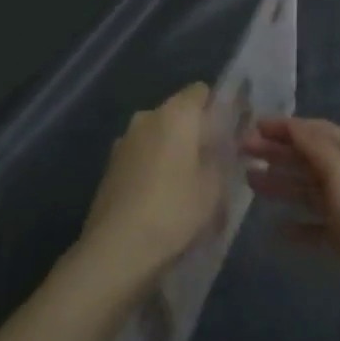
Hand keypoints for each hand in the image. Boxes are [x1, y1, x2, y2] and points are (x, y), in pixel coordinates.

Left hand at [73, 83, 222, 295]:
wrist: (117, 249)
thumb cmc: (174, 210)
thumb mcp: (214, 188)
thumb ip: (222, 158)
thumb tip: (222, 146)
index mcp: (176, 113)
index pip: (201, 91)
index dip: (217, 108)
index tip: (229, 133)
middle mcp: (147, 116)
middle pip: (178, 113)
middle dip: (194, 132)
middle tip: (212, 163)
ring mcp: (124, 139)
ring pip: (157, 134)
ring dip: (172, 150)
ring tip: (186, 185)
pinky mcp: (110, 164)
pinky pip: (141, 155)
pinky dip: (153, 166)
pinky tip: (160, 198)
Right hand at [243, 116, 339, 338]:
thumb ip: (313, 146)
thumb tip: (290, 124)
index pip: (315, 130)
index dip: (284, 127)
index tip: (252, 128)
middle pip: (309, 157)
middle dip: (277, 152)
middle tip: (242, 152)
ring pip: (309, 189)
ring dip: (281, 183)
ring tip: (249, 182)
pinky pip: (315, 225)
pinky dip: (295, 224)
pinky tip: (274, 229)